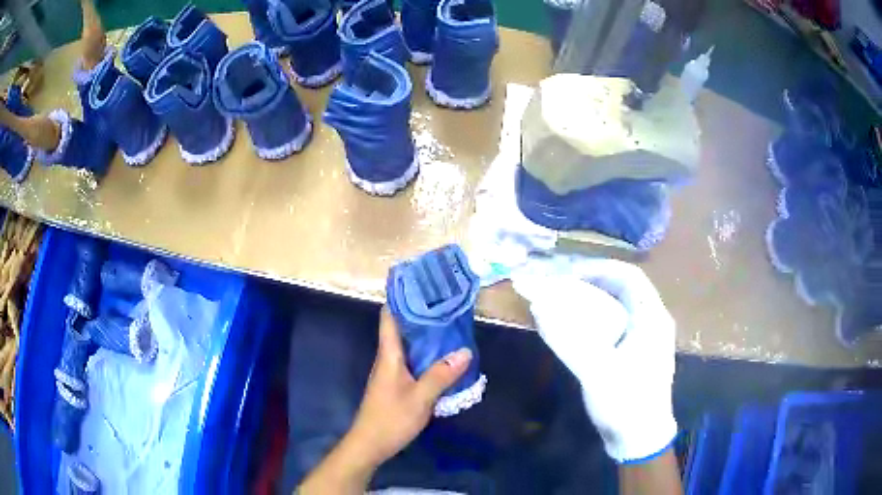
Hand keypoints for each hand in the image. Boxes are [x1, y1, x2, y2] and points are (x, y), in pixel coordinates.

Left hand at [298, 308, 471, 493]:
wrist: (370, 444)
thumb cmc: (391, 418)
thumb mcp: (420, 398)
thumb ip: (441, 375)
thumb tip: (464, 350)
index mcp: (389, 355)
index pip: (390, 317)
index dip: (401, 298)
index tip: (420, 283)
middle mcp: (389, 358)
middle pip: (402, 328)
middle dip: (422, 314)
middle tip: (446, 303)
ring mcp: (392, 372)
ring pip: (410, 346)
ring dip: (427, 335)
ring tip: (451, 325)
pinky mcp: (397, 384)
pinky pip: (414, 361)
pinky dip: (428, 355)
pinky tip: (445, 358)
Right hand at [512, 257, 676, 463]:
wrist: (641, 438)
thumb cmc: (624, 403)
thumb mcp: (596, 371)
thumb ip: (568, 339)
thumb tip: (539, 307)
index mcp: (652, 318)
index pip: (629, 276)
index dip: (599, 268)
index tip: (569, 274)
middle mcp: (654, 321)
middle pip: (625, 289)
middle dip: (594, 283)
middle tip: (563, 288)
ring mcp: (648, 338)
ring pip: (622, 306)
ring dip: (595, 301)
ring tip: (568, 305)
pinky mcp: (639, 353)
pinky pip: (620, 324)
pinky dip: (599, 320)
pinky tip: (581, 331)